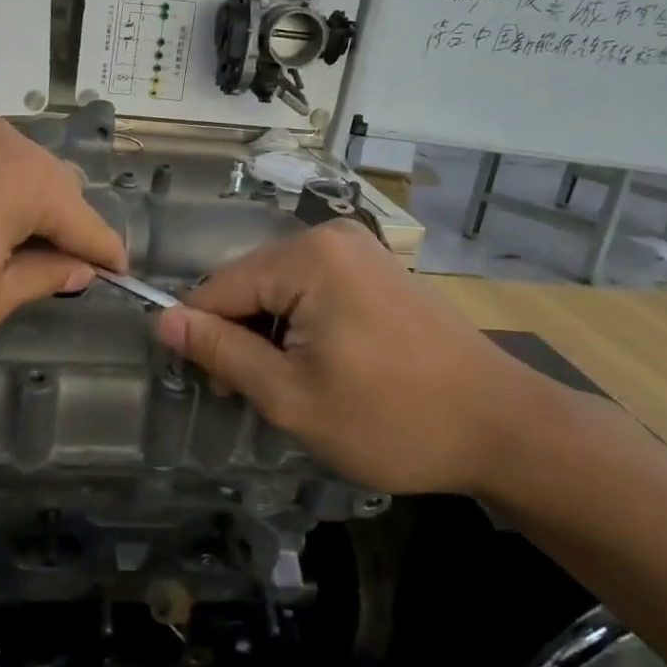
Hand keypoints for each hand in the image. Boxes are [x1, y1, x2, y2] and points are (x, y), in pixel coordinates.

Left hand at [0, 116, 125, 365]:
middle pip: (52, 187)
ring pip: (11, 172)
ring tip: (0, 257)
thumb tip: (76, 267)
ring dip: (20, 211)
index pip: (86, 220)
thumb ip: (42, 277)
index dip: (104, 253)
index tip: (117, 275)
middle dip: (61, 228)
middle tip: (50, 274)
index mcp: (27, 178)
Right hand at [155, 221, 560, 494]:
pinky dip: (301, 326)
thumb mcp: (291, 396)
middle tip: (251, 396)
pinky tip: (321, 367)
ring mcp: (359, 250)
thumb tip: (161, 319)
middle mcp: (330, 237)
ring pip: (279, 289)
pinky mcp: (377, 270)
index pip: (218, 288)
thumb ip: (222, 352)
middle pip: (249, 284)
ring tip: (289, 388)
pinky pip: (313, 290)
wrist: (505, 428)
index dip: (200, 336)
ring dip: (270, 335)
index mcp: (307, 257)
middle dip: (240, 336)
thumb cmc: (392, 418)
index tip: (208, 385)